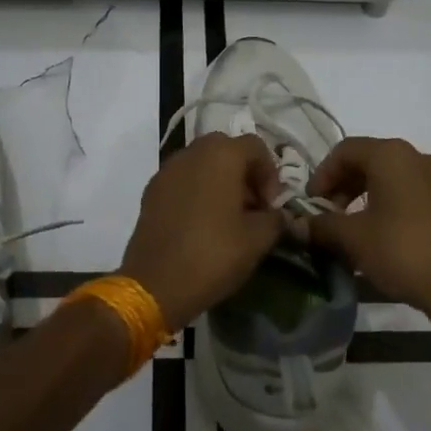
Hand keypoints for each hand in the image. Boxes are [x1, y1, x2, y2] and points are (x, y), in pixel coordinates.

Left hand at [118, 133, 285, 330]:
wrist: (155, 284)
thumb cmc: (213, 254)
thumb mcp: (257, 240)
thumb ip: (275, 219)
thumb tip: (279, 215)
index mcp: (221, 155)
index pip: (255, 147)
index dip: (270, 174)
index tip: (270, 205)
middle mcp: (192, 152)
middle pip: (227, 150)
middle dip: (244, 174)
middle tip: (252, 207)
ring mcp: (167, 170)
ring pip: (202, 163)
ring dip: (220, 181)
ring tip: (228, 217)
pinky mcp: (151, 191)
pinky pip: (182, 180)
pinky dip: (197, 191)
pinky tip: (202, 224)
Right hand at [304, 137, 430, 329]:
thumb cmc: (403, 252)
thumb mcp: (353, 239)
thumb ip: (321, 226)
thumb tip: (296, 225)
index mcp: (392, 155)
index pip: (345, 150)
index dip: (322, 174)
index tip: (311, 203)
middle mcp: (418, 157)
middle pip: (369, 160)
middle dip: (343, 186)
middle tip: (329, 216)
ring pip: (392, 178)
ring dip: (365, 197)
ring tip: (353, 229)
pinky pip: (412, 193)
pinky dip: (390, 205)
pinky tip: (383, 237)